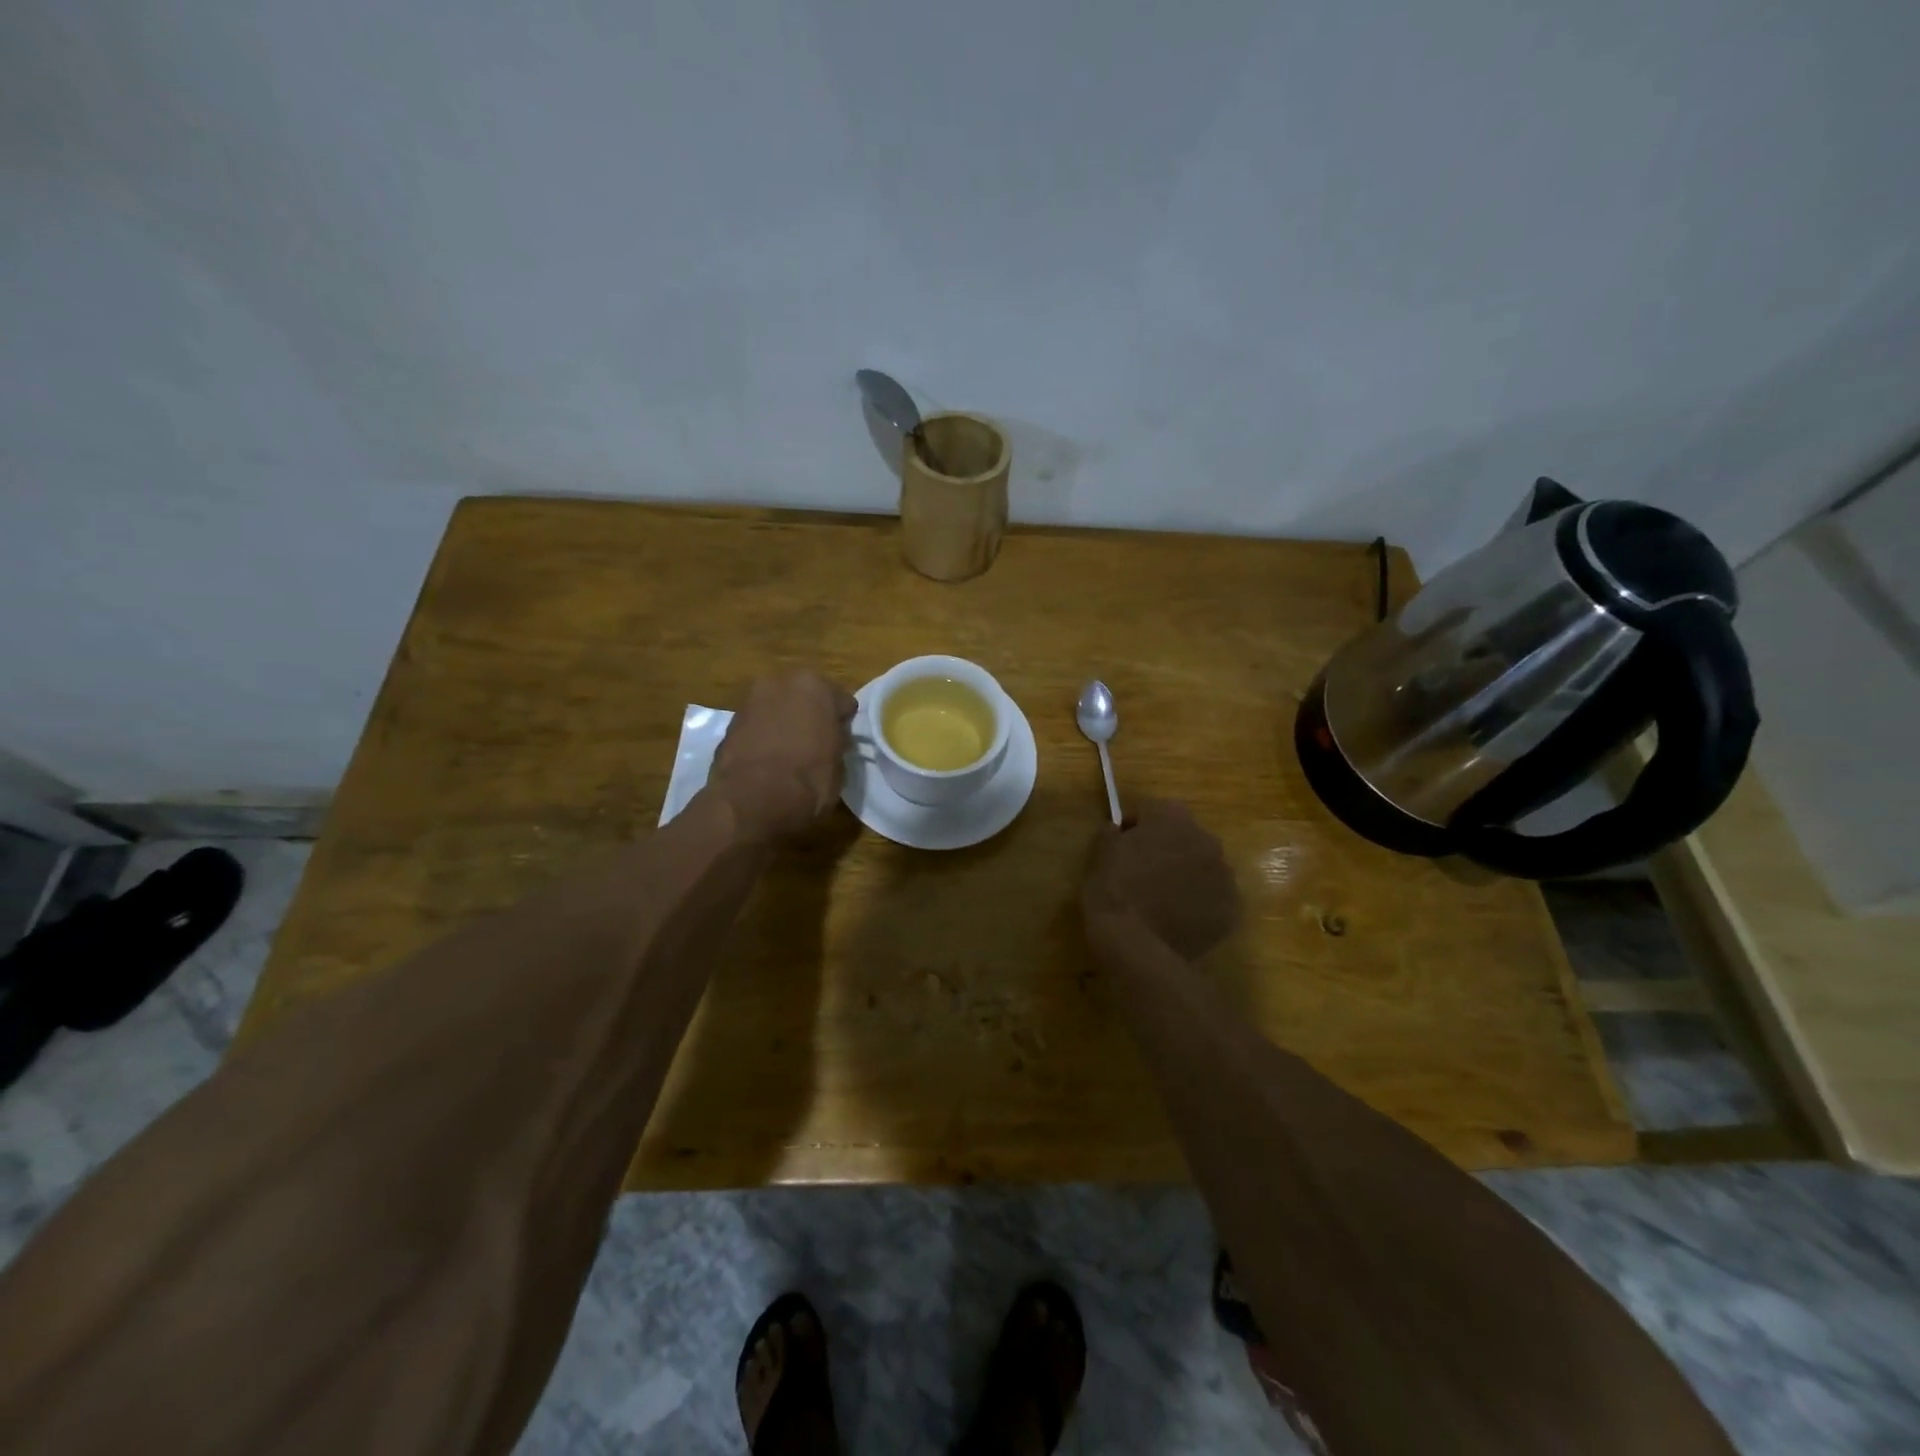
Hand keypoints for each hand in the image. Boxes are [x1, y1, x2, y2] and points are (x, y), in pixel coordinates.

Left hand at [711, 670, 856, 840]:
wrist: (752, 800)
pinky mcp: (729, 722)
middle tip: (816, 743)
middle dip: (810, 715)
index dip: (843, 723)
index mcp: (815, 686)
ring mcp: (751, 699)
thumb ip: (836, 742)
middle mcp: (781, 682)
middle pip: (805, 697)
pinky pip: (757, 724)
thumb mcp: (839, 765)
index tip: (842, 742)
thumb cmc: (808, 780)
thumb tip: (831, 741)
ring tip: (789, 752)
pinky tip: (767, 759)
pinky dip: (763, 735)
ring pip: (778, 708)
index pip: (842, 702)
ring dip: (784, 722)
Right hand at [1082, 799, 1239, 959]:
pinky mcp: (1231, 909)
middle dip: (1167, 849)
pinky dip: (1199, 905)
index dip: (1135, 827)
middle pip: (1184, 837)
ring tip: (1162, 900)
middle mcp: (1206, 839)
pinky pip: (1213, 899)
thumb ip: (1111, 832)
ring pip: (1203, 868)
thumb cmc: (1112, 890)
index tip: (1121, 845)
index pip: (1152, 811)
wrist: (1135, 943)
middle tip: (1143, 873)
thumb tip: (1117, 831)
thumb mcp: (1099, 853)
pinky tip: (1177, 919)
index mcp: (1172, 817)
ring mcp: (1223, 875)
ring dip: (1186, 876)